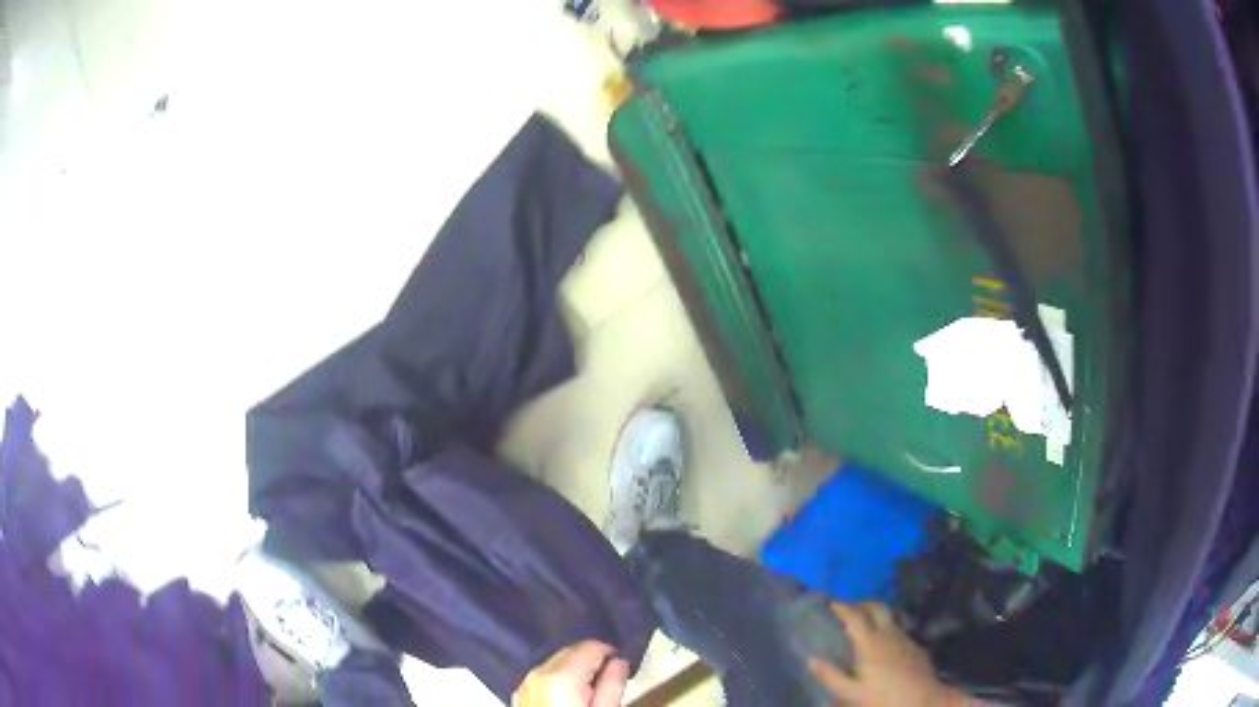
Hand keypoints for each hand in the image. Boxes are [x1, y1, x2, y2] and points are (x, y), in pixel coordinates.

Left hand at [512, 641, 628, 706]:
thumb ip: (613, 684)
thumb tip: (620, 662)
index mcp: (560, 676)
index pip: (589, 646)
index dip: (609, 652)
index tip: (622, 664)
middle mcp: (537, 673)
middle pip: (570, 652)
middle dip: (591, 660)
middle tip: (610, 678)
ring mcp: (524, 684)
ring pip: (555, 663)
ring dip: (575, 669)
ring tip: (592, 691)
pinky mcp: (520, 696)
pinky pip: (543, 677)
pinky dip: (559, 680)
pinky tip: (571, 697)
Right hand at [810, 603, 966, 706]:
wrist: (923, 701)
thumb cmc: (882, 699)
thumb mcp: (850, 694)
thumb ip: (830, 676)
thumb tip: (812, 659)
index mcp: (870, 642)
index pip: (855, 616)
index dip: (842, 607)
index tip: (830, 603)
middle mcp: (889, 633)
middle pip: (877, 607)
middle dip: (861, 604)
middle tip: (847, 609)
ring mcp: (905, 638)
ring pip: (890, 616)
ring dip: (876, 614)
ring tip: (864, 623)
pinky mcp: (916, 646)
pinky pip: (899, 628)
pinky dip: (887, 627)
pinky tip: (884, 641)